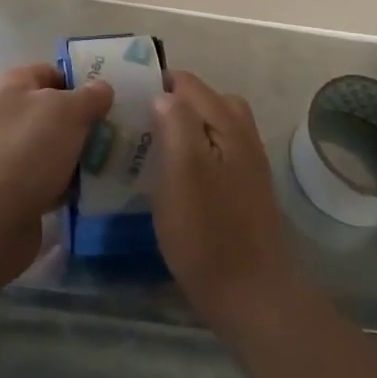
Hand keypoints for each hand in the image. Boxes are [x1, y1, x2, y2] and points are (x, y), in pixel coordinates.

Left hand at [0, 62, 112, 288]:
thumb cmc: (27, 150)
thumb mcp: (67, 111)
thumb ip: (90, 96)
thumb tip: (103, 88)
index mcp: (9, 84)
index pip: (52, 72)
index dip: (82, 82)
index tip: (113, 99)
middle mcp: (2, 114)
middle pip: (53, 112)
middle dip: (85, 122)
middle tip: (119, 133)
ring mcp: (5, 154)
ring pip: (53, 147)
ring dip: (79, 155)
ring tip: (114, 162)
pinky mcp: (11, 191)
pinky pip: (48, 179)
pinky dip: (67, 184)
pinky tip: (93, 191)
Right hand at [152, 71, 303, 332]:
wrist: (252, 294)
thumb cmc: (208, 231)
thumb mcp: (183, 171)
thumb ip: (176, 123)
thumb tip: (163, 94)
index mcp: (226, 123)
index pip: (187, 83)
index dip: (156, 83)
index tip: (124, 97)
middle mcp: (241, 134)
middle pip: (203, 100)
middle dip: (170, 102)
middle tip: (136, 121)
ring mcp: (246, 163)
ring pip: (210, 126)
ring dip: (182, 127)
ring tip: (152, 145)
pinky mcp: (243, 189)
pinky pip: (214, 152)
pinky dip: (193, 151)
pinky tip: (174, 176)